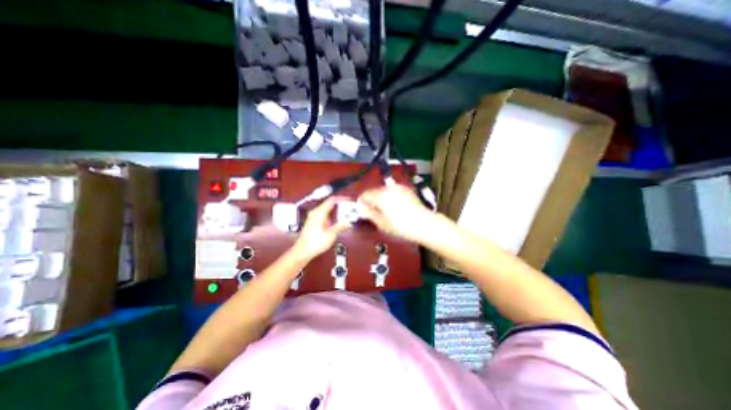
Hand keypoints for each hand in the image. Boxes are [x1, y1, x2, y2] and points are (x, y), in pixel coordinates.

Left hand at [294, 196, 352, 260]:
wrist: (302, 251)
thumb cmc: (315, 243)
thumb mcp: (331, 235)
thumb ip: (340, 227)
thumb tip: (348, 222)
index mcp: (319, 212)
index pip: (332, 200)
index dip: (341, 199)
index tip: (349, 200)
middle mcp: (315, 212)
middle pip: (329, 204)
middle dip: (340, 205)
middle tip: (349, 207)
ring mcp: (313, 217)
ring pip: (327, 209)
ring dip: (336, 211)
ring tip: (345, 214)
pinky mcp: (313, 222)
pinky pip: (324, 214)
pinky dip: (332, 215)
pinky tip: (336, 221)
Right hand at [358, 185, 432, 241]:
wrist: (423, 223)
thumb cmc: (401, 226)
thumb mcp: (382, 223)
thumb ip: (370, 214)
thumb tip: (362, 210)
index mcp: (380, 196)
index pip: (365, 195)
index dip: (362, 203)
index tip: (362, 210)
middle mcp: (389, 188)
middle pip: (374, 191)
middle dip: (372, 200)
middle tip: (373, 212)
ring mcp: (399, 188)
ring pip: (384, 190)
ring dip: (381, 198)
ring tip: (385, 210)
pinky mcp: (406, 190)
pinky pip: (394, 191)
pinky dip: (391, 196)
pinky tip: (395, 207)